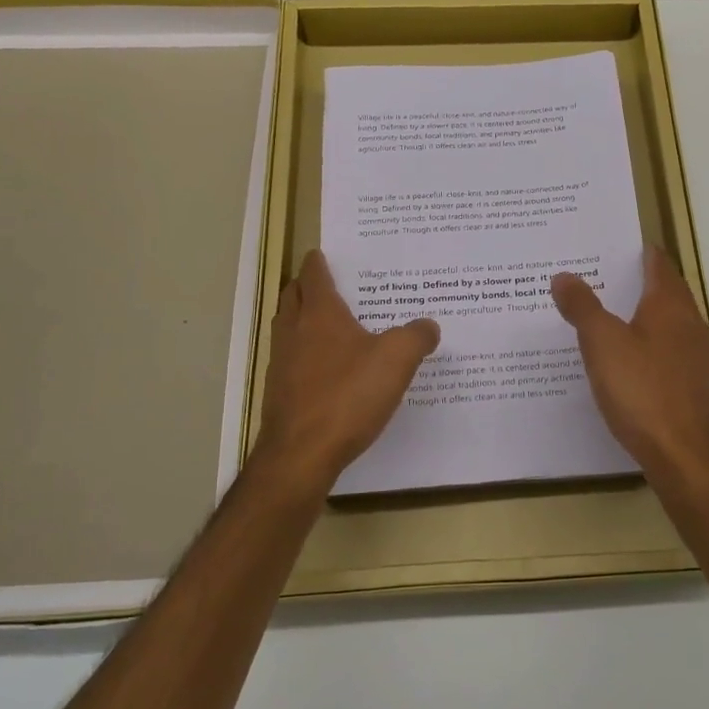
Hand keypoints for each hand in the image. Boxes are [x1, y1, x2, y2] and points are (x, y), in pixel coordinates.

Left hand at [253, 250, 440, 484]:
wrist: (301, 455)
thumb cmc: (348, 396)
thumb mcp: (396, 360)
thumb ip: (416, 336)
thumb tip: (428, 325)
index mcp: (320, 314)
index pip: (314, 275)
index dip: (319, 262)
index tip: (323, 253)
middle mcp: (294, 331)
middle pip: (292, 296)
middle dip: (305, 286)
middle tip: (327, 283)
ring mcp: (282, 363)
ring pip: (288, 328)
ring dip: (301, 319)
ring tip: (328, 323)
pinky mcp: (280, 393)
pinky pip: (291, 360)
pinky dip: (304, 353)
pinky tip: (327, 369)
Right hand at [551, 247, 708, 487]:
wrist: (684, 456)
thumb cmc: (641, 390)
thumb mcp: (601, 344)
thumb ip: (582, 307)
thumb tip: (563, 275)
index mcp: (670, 305)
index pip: (658, 264)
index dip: (638, 252)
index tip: (612, 247)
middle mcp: (691, 324)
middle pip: (667, 292)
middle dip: (638, 283)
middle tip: (600, 279)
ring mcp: (698, 356)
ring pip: (670, 323)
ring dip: (644, 316)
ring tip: (609, 318)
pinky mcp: (696, 386)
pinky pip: (671, 352)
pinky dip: (650, 346)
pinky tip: (629, 362)